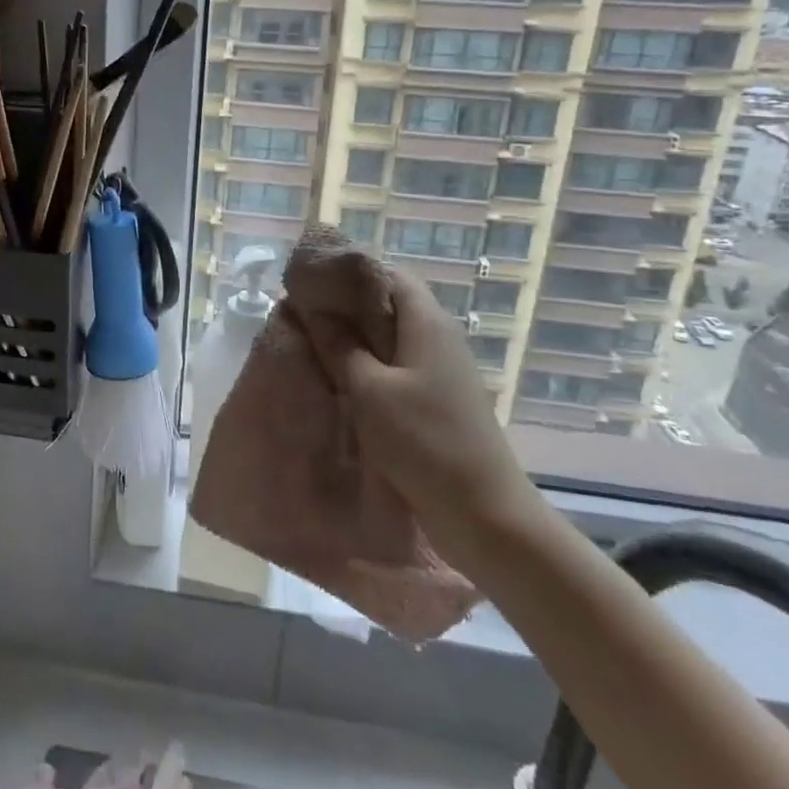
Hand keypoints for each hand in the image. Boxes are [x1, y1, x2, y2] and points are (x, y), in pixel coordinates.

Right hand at [311, 271, 541, 554]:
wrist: (484, 514)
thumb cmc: (424, 442)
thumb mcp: (370, 391)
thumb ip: (340, 345)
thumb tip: (316, 310)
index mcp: (427, 323)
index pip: (388, 275)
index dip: (350, 274)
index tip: (312, 284)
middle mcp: (439, 338)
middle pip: (389, 305)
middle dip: (347, 307)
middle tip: (304, 316)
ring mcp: (441, 370)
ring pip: (391, 338)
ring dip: (356, 340)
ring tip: (315, 346)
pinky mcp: (439, 400)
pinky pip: (398, 367)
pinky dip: (369, 367)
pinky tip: (341, 382)